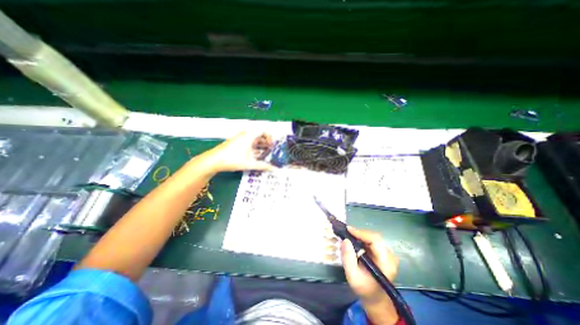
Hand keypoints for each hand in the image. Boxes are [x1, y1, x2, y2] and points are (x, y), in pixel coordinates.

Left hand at [204, 131, 275, 174]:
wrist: (213, 160)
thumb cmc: (233, 159)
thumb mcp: (250, 163)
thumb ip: (263, 166)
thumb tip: (274, 169)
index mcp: (249, 136)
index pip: (263, 131)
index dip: (270, 137)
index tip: (272, 145)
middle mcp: (245, 135)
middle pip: (259, 135)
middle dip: (266, 143)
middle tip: (271, 151)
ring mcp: (240, 139)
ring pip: (253, 140)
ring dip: (260, 146)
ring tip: (265, 154)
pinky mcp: (236, 144)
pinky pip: (248, 143)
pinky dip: (254, 148)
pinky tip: (256, 156)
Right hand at [341, 226, 399, 301]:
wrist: (375, 297)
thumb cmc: (364, 288)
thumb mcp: (352, 276)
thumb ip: (348, 259)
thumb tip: (345, 240)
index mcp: (385, 264)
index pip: (375, 241)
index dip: (361, 233)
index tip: (348, 229)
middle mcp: (390, 257)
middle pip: (374, 237)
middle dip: (359, 233)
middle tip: (346, 233)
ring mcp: (389, 254)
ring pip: (373, 237)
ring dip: (360, 235)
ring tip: (349, 236)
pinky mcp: (385, 253)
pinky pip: (373, 240)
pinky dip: (363, 238)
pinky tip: (355, 241)